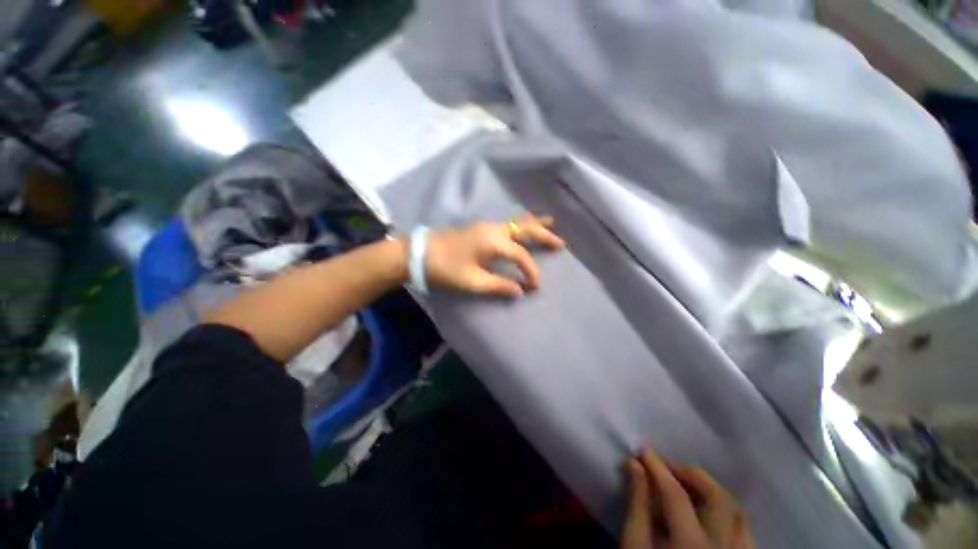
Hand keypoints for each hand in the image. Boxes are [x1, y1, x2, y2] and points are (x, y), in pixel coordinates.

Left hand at [424, 215, 564, 296]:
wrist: (421, 253)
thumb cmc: (446, 269)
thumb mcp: (473, 282)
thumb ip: (499, 286)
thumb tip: (520, 291)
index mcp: (494, 242)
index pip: (521, 256)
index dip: (531, 271)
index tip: (534, 287)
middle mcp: (494, 229)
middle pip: (525, 229)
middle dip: (544, 236)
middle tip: (560, 243)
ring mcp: (487, 226)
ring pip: (517, 222)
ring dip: (534, 225)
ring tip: (550, 224)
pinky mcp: (481, 228)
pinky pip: (508, 223)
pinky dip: (521, 224)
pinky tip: (524, 227)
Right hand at [621, 449, 754, 548]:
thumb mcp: (634, 546)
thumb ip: (637, 504)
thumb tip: (635, 465)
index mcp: (691, 546)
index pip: (676, 495)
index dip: (658, 467)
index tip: (644, 450)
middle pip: (719, 498)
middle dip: (691, 474)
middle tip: (668, 467)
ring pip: (738, 512)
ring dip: (711, 490)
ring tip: (687, 485)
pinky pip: (744, 529)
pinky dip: (726, 511)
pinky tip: (706, 511)